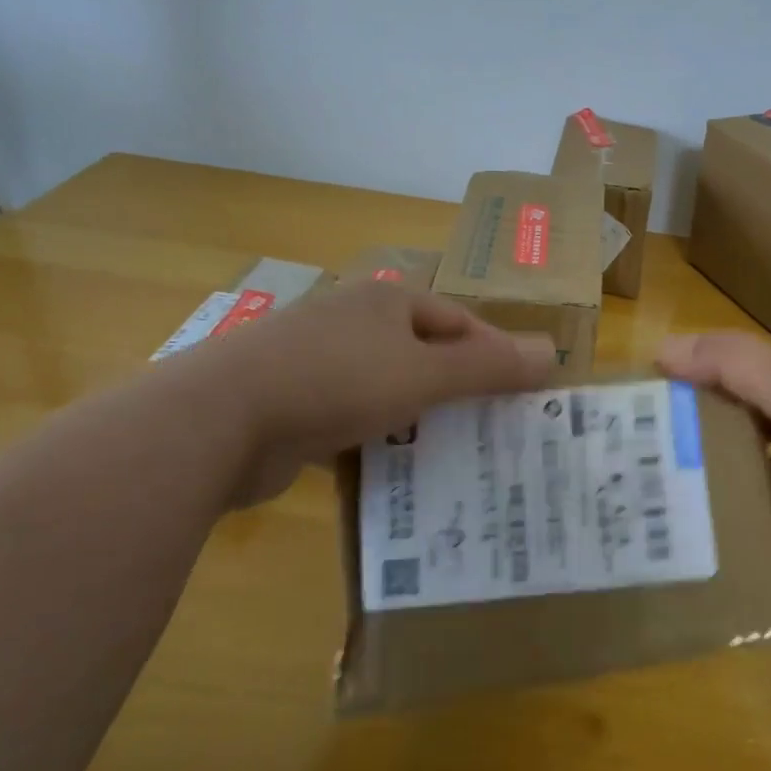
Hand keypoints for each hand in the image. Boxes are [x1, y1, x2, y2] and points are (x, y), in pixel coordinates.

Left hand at [164, 281, 554, 505]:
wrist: (219, 420)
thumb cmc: (337, 381)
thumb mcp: (425, 373)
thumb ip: (489, 367)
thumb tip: (552, 352)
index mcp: (386, 302)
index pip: (458, 321)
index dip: (494, 354)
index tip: (522, 394)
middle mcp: (352, 322)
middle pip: (424, 353)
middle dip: (457, 389)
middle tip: (493, 428)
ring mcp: (316, 361)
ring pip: (387, 388)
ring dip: (418, 418)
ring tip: (454, 453)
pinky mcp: (291, 403)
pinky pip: (351, 418)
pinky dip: (376, 438)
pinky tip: (394, 468)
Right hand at [658, 332, 770, 559]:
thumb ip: (729, 364)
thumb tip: (661, 348)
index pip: (734, 376)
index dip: (693, 387)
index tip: (649, 412)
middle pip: (748, 426)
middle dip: (708, 442)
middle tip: (657, 469)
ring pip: (768, 473)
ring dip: (736, 487)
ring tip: (685, 510)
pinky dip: (769, 526)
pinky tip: (735, 542)